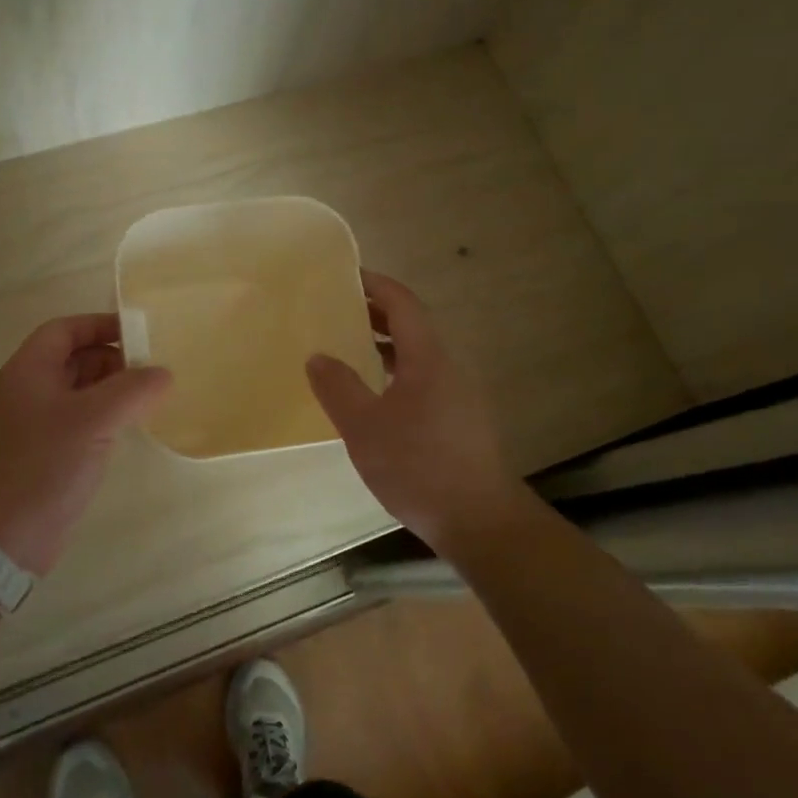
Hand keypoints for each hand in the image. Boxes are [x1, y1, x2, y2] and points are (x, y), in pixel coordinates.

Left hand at [0, 314, 171, 574]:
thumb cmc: (42, 465)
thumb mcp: (92, 420)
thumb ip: (132, 390)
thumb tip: (163, 373)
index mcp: (29, 370)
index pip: (65, 330)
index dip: (101, 325)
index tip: (139, 333)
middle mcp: (29, 391)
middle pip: (74, 359)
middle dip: (113, 360)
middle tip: (153, 372)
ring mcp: (35, 425)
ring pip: (79, 393)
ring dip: (112, 392)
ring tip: (150, 400)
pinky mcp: (44, 455)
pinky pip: (79, 423)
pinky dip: (104, 419)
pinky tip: (129, 431)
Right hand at [304, 271, 520, 549]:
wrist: (480, 521)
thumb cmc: (419, 466)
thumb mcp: (364, 427)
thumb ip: (338, 387)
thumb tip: (317, 356)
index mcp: (428, 357)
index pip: (402, 303)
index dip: (375, 285)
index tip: (345, 276)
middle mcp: (448, 367)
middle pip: (412, 325)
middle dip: (375, 313)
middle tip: (337, 313)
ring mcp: (459, 394)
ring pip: (418, 355)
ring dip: (385, 346)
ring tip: (349, 351)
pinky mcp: (461, 420)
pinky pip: (424, 379)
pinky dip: (396, 373)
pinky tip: (375, 399)